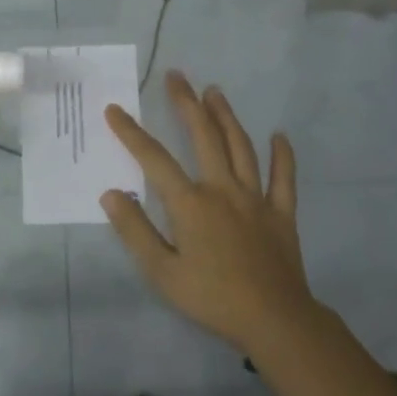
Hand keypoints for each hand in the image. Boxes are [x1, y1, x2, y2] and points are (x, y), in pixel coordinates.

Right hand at [101, 72, 317, 349]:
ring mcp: (256, 199)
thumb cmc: (211, 297)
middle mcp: (222, 190)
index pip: (154, 159)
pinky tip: (279, 136)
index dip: (132, 133)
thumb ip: (135, 230)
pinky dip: (282, 156)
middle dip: (187, 104)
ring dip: (227, 117)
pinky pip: (284, 179)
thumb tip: (112, 194)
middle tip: (177, 76)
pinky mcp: (281, 214)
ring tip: (215, 92)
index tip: (115, 109)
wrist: (273, 319)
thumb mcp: (161, 271)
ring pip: (241, 147)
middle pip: (204, 137)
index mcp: (190, 204)